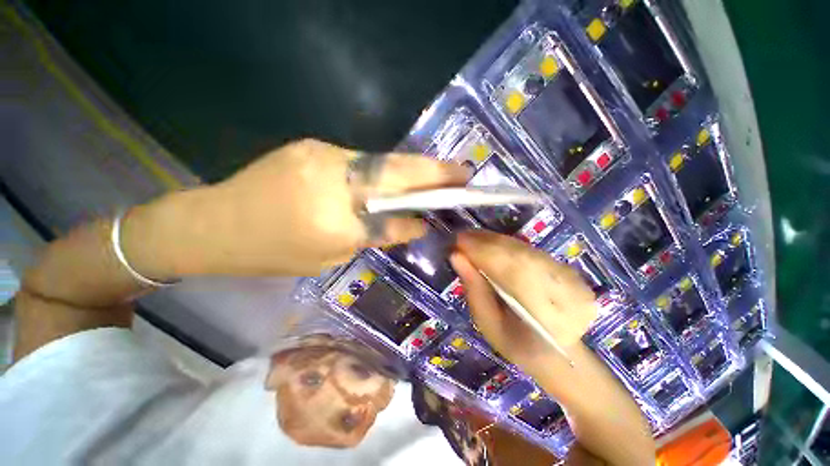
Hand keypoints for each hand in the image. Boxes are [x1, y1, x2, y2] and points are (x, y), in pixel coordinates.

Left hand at [154, 139, 469, 276]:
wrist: (215, 223)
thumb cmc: (273, 252)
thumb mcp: (330, 257)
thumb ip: (377, 236)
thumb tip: (415, 224)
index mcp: (335, 221)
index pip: (396, 212)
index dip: (429, 202)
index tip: (456, 194)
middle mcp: (332, 180)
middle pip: (396, 172)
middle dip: (433, 171)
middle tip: (461, 171)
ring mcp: (322, 154)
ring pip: (381, 162)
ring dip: (409, 170)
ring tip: (432, 177)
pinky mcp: (314, 145)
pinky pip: (360, 160)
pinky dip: (382, 170)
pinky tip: (390, 179)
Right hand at [449, 231, 596, 372]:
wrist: (555, 351)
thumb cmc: (516, 342)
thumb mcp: (487, 323)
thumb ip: (474, 289)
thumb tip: (456, 256)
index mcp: (546, 314)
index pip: (510, 270)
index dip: (482, 252)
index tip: (457, 243)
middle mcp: (563, 290)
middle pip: (517, 254)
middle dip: (485, 243)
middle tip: (460, 238)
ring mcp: (568, 277)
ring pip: (522, 248)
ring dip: (493, 240)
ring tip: (470, 238)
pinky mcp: (564, 268)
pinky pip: (528, 249)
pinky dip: (505, 243)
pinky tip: (488, 242)